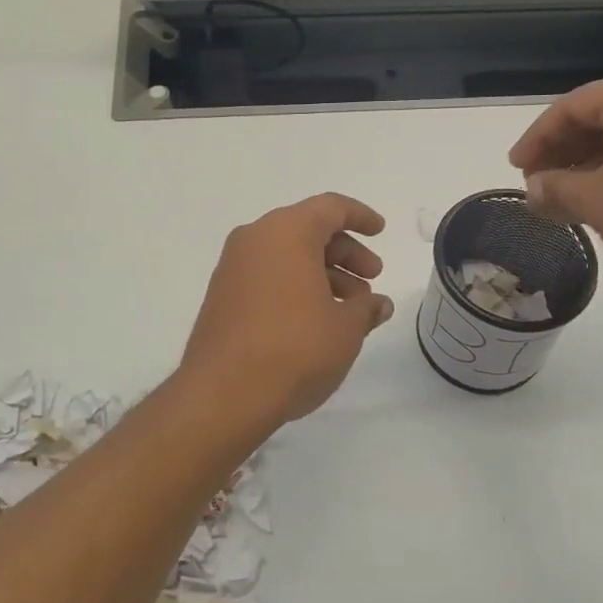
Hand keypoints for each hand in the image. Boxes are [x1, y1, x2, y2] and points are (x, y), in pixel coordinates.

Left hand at [178, 193, 395, 433]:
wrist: (223, 394)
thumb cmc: (295, 348)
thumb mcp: (345, 329)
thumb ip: (366, 309)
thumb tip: (378, 305)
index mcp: (286, 232)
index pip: (330, 208)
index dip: (360, 216)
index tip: (380, 231)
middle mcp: (255, 239)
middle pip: (308, 230)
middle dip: (345, 252)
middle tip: (372, 279)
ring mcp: (233, 268)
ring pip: (287, 255)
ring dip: (323, 273)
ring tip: (351, 309)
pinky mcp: (222, 296)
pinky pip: (268, 276)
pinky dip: (296, 286)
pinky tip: (318, 319)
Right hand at [509, 72, 602, 297]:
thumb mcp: (595, 200)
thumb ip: (554, 189)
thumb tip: (531, 191)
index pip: (572, 107)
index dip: (537, 138)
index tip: (516, 168)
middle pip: (598, 118)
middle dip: (561, 152)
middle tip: (535, 183)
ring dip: (586, 164)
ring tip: (561, 196)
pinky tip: (598, 198)